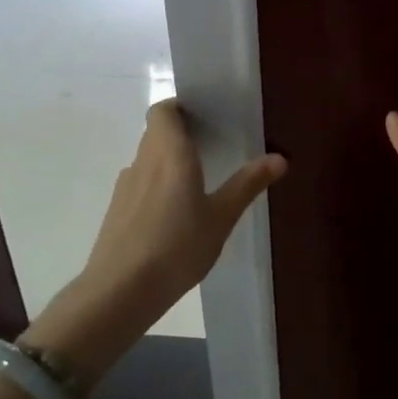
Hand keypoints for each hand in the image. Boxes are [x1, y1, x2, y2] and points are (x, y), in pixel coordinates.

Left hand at [24, 100, 284, 373]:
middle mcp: (143, 161)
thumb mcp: (221, 217)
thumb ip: (247, 184)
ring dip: (169, 162)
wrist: (120, 290)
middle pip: (157, 133)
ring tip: (199, 182)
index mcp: (170, 153)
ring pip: (148, 159)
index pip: (164, 111)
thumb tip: (280, 157)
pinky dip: (158, 186)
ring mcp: (126, 186)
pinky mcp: (117, 210)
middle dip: (182, 135)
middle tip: (214, 148)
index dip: (181, 107)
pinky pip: (141, 184)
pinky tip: (176, 215)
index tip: (206, 117)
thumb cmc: (177, 246)